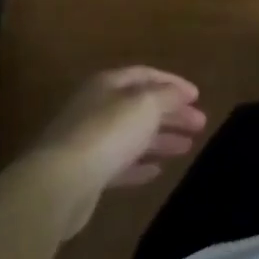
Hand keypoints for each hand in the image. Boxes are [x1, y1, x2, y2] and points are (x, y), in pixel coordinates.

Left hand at [24, 67, 206, 237]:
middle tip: (200, 124)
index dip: (173, 83)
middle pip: (140, 106)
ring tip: (188, 147)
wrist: (58, 184)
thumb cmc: (107, 133)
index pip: (145, 75)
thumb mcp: (146, 105)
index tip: (197, 96)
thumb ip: (167, 96)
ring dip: (161, 139)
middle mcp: (96, 108)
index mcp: (108, 84)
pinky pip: (119, 164)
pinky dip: (139, 165)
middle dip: (172, 113)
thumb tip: (180, 93)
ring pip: (132, 136)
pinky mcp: (85, 174)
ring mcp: (88, 141)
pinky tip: (157, 171)